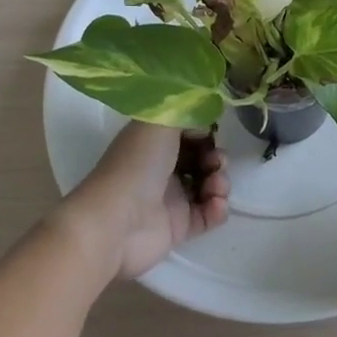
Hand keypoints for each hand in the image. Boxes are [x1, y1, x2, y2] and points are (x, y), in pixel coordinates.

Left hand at [59, 123, 229, 281]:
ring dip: (220, 181)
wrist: (116, 223)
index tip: (212, 131)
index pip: (186, 130)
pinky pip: (208, 214)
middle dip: (215, 156)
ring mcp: (171, 198)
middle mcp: (162, 166)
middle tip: (215, 161)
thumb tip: (205, 121)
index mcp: (153, 141)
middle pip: (201, 157)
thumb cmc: (137, 164)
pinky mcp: (178, 227)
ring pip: (207, 184)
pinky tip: (215, 204)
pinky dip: (217, 208)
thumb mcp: (160, 121)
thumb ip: (186, 110)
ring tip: (215, 186)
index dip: (203, 130)